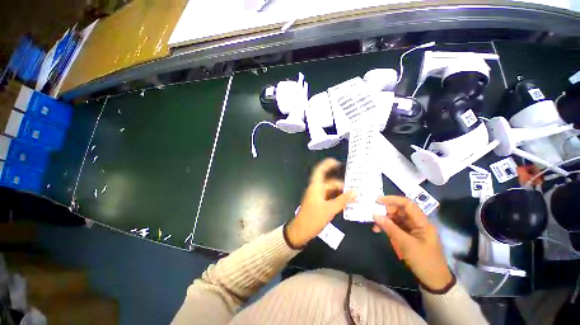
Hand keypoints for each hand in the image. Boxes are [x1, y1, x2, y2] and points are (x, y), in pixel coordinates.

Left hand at [286, 158, 354, 247]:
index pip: (320, 170)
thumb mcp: (329, 209)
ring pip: (331, 190)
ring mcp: (317, 196)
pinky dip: (337, 198)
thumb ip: (343, 200)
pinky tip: (346, 203)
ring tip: (354, 197)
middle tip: (356, 190)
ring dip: (341, 192)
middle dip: (342, 185)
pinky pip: (330, 197)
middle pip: (330, 182)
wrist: (301, 231)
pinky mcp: (318, 203)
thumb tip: (356, 192)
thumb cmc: (313, 218)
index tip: (339, 163)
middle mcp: (316, 189)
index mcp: (316, 186)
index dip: (328, 164)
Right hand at [373, 196, 452, 290]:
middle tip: (375, 217)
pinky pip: (395, 226)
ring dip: (384, 219)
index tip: (377, 200)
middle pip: (400, 210)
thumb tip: (375, 215)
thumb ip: (390, 228)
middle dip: (386, 211)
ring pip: (396, 218)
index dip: (392, 199)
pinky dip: (386, 226)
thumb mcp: (406, 244)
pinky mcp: (408, 235)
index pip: (407, 204)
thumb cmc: (424, 261)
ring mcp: (412, 229)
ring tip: (375, 226)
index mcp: (422, 223)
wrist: (434, 281)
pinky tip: (378, 230)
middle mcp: (417, 223)